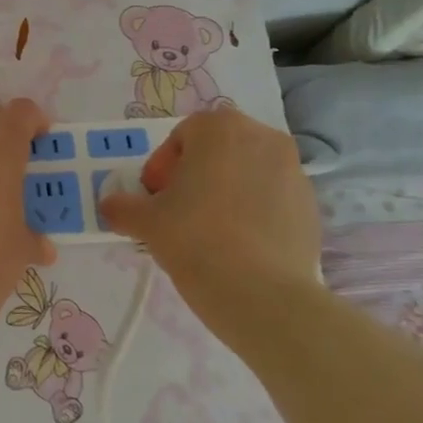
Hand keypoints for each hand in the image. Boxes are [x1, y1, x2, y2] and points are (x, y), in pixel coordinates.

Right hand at [97, 109, 319, 349]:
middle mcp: (262, 137)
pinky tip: (237, 244)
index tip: (154, 198)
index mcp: (220, 128)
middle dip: (195, 174)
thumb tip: (111, 206)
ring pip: (246, 173)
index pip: (181, 137)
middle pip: (217, 150)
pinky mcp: (312, 206)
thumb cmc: (194, 239)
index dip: (162, 167)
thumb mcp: (144, 221)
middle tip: (176, 210)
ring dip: (225, 191)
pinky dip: (253, 212)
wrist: (262, 294)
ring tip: (208, 230)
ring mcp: (293, 171)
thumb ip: (121, 206)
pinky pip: (271, 198)